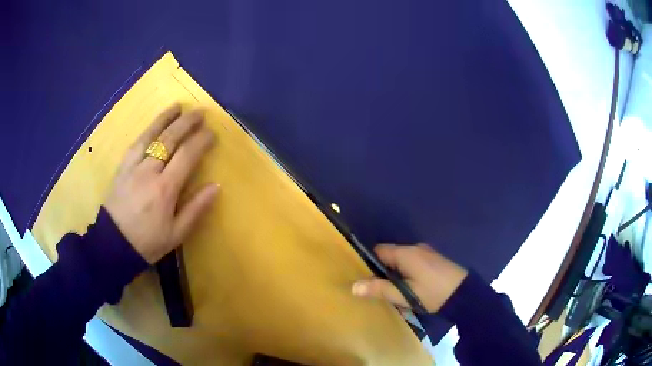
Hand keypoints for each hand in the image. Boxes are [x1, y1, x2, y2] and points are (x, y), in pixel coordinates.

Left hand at [105, 103, 218, 263]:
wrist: (114, 245)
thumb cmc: (148, 242)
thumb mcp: (177, 234)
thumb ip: (196, 209)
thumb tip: (216, 186)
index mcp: (165, 189)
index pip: (186, 156)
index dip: (201, 141)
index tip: (212, 133)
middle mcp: (148, 171)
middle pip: (169, 140)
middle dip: (186, 123)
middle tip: (200, 112)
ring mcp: (132, 167)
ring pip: (150, 136)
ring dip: (165, 119)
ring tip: (177, 106)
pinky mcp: (122, 168)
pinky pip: (135, 143)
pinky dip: (147, 131)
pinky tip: (153, 125)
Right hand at [352, 244, 467, 312]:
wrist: (464, 293)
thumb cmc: (433, 293)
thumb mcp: (405, 295)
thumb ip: (380, 289)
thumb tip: (354, 286)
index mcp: (405, 253)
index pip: (378, 251)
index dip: (369, 264)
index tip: (366, 279)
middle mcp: (415, 248)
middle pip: (390, 256)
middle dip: (384, 272)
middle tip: (382, 290)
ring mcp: (426, 253)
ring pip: (402, 261)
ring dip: (397, 275)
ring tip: (397, 293)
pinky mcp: (433, 259)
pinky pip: (413, 263)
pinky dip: (407, 273)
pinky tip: (412, 289)